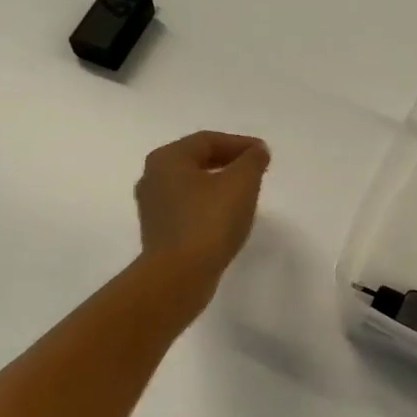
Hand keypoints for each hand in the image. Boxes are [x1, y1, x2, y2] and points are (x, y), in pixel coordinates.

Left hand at [135, 131, 270, 293]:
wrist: (178, 276)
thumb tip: (257, 152)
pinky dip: (208, 205)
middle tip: (255, 170)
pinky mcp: (158, 232)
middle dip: (228, 162)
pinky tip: (226, 217)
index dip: (239, 143)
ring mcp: (152, 207)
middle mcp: (153, 177)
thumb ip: (252, 161)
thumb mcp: (241, 183)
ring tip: (245, 193)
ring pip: (191, 185)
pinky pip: (187, 208)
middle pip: (196, 160)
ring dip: (218, 184)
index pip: (207, 140)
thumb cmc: (209, 221)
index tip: (264, 154)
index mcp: (167, 159)